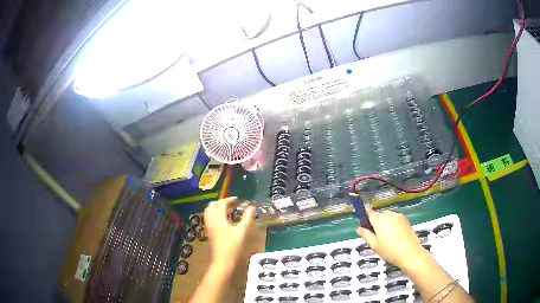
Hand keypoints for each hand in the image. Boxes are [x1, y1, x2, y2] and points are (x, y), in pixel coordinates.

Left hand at [204, 197, 254, 270]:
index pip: (221, 203)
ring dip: (216, 208)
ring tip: (227, 211)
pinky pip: (209, 219)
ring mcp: (209, 227)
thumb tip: (252, 207)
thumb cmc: (233, 246)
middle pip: (212, 206)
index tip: (238, 200)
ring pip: (208, 212)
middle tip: (231, 205)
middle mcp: (211, 221)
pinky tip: (223, 221)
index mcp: (219, 218)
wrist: (223, 260)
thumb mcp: (242, 231)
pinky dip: (214, 215)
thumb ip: (247, 218)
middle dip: (220, 202)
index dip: (229, 200)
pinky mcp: (209, 233)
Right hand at [357, 210, 430, 270]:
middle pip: (379, 216)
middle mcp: (389, 214)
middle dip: (376, 224)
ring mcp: (399, 216)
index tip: (366, 230)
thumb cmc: (389, 251)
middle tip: (376, 239)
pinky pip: (395, 221)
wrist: (410, 253)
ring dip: (385, 226)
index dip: (365, 220)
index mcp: (379, 219)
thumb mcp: (374, 245)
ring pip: (388, 218)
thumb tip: (359, 228)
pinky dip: (393, 227)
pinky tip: (395, 239)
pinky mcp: (406, 220)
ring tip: (387, 241)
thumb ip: (366, 235)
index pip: (369, 213)